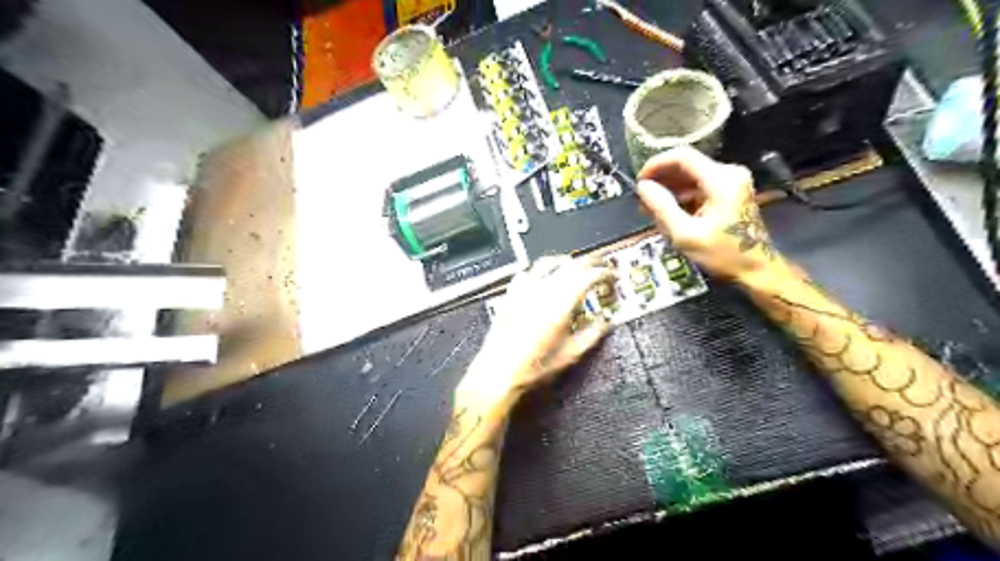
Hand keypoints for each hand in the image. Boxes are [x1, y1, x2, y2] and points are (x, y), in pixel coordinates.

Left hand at [458, 256, 618, 411]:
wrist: (498, 371)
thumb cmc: (533, 367)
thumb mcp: (570, 354)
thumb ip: (592, 334)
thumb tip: (605, 322)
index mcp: (559, 304)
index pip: (587, 275)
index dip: (603, 272)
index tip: (611, 275)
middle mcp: (542, 291)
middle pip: (570, 264)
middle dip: (589, 262)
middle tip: (600, 267)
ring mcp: (524, 290)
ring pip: (548, 262)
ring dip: (566, 262)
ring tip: (576, 267)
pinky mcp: (511, 294)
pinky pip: (528, 271)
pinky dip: (542, 270)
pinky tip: (545, 277)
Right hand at [635, 148, 784, 283]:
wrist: (756, 269)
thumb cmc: (721, 254)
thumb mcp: (685, 234)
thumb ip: (661, 207)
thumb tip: (642, 187)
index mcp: (721, 180)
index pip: (682, 156)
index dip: (656, 164)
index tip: (639, 181)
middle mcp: (729, 172)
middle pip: (687, 164)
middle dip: (661, 179)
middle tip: (642, 199)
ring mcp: (732, 180)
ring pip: (691, 175)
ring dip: (670, 188)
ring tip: (651, 208)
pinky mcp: (731, 190)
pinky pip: (700, 185)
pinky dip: (682, 195)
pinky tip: (669, 211)